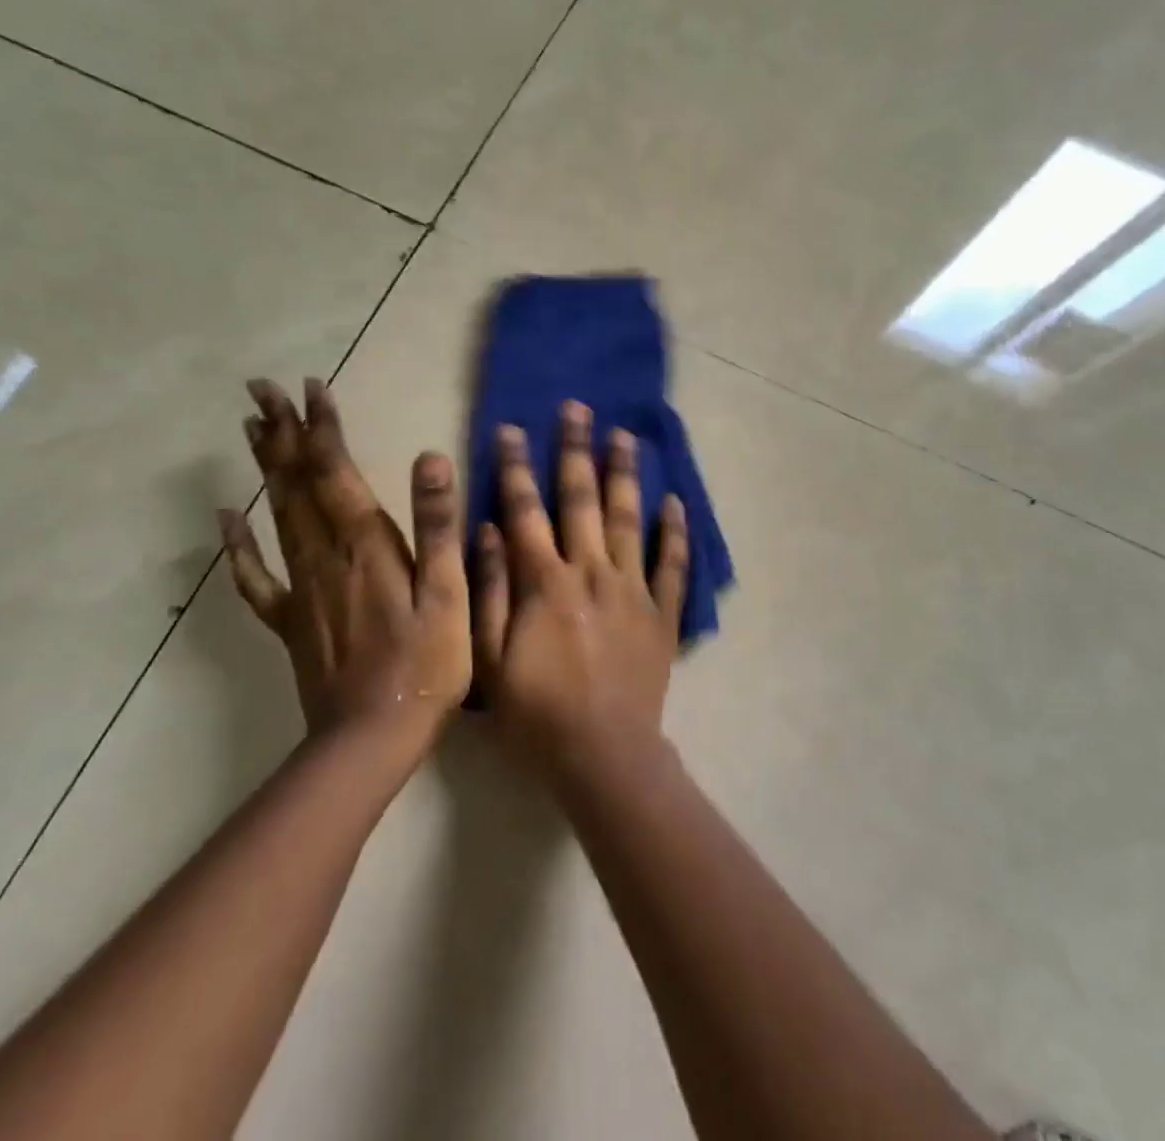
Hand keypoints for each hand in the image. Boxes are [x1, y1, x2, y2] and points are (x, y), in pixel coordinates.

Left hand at [217, 378, 470, 738]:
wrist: (371, 738)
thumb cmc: (426, 664)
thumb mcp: (449, 593)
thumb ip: (436, 525)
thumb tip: (430, 458)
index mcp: (365, 545)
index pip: (336, 471)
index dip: (322, 427)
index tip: (310, 386)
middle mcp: (324, 555)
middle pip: (296, 483)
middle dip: (281, 432)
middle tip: (261, 389)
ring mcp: (300, 588)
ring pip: (276, 514)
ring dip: (265, 468)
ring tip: (252, 429)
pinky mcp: (289, 621)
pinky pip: (255, 575)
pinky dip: (237, 543)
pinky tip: (226, 517)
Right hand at [473, 400, 689, 777]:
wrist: (604, 757)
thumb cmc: (537, 714)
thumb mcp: (490, 660)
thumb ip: (491, 591)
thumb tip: (488, 530)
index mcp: (546, 581)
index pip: (526, 510)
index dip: (515, 467)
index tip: (510, 429)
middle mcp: (592, 571)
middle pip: (582, 499)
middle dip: (575, 450)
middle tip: (578, 408)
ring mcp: (633, 588)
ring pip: (630, 518)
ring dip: (625, 474)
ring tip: (625, 436)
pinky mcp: (662, 612)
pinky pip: (673, 563)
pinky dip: (676, 531)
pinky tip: (675, 501)